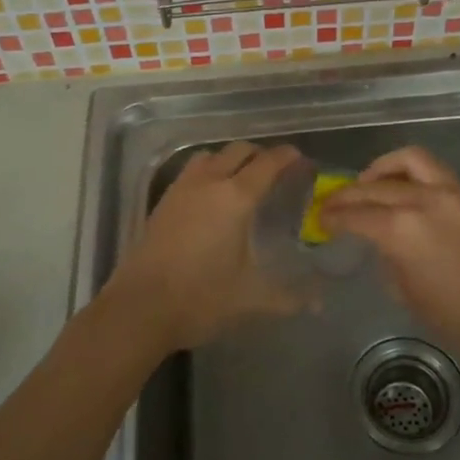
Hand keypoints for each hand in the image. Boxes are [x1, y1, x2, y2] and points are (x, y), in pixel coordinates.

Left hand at [99, 141, 305, 355]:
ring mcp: (181, 189)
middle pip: (238, 151)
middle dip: (260, 154)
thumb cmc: (201, 298)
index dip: (287, 157)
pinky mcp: (163, 201)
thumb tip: (319, 304)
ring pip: (211, 156)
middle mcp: (209, 182)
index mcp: (236, 198)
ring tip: (243, 178)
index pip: (267, 163)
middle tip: (276, 171)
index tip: (300, 159)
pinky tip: (212, 197)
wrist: (140, 308)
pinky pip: (191, 171)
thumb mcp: (250, 298)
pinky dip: (208, 171)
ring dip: (231, 159)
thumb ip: (288, 297)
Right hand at [319, 146, 459, 363]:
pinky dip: (410, 172)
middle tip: (333, 204)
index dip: (333, 216)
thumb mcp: (410, 295)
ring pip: (407, 161)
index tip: (321, 219)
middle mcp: (423, 201)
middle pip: (374, 187)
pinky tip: (404, 189)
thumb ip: (390, 260)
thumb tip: (383, 244)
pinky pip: (433, 171)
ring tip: (369, 183)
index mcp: (402, 231)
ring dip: (381, 169)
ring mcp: (450, 193)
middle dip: (348, 194)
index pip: (356, 214)